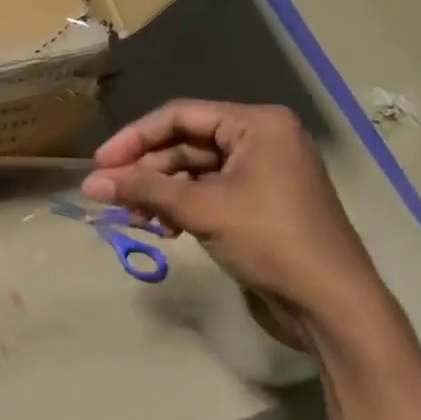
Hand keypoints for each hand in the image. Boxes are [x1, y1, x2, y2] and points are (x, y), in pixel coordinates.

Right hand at [83, 101, 402, 351]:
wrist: (330, 303)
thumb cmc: (269, 240)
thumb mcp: (201, 209)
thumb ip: (143, 190)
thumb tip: (90, 183)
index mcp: (257, 124)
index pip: (180, 116)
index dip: (135, 138)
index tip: (99, 163)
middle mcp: (261, 139)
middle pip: (185, 142)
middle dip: (147, 170)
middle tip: (111, 195)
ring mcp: (261, 173)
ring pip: (193, 170)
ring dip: (160, 192)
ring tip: (136, 218)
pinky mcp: (258, 203)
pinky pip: (208, 193)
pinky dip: (181, 207)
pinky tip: (164, 230)